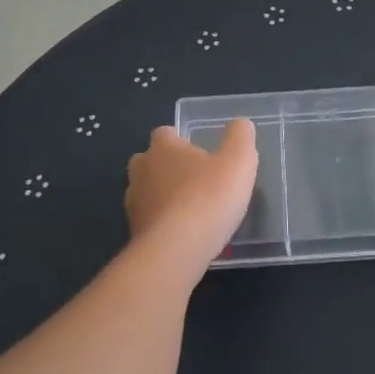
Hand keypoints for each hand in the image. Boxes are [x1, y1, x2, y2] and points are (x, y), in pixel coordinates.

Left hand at [126, 121, 258, 256]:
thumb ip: (240, 137)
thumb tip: (240, 123)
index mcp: (164, 148)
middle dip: (165, 166)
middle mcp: (142, 171)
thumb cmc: (209, 197)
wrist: (176, 250)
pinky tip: (182, 233)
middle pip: (148, 161)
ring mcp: (134, 203)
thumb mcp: (238, 161)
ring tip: (189, 209)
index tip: (197, 151)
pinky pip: (149, 220)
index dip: (179, 139)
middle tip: (192, 178)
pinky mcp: (134, 233)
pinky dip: (162, 222)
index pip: (165, 133)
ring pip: (145, 191)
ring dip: (162, 196)